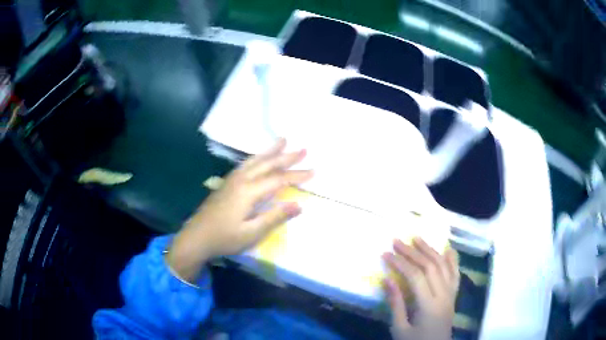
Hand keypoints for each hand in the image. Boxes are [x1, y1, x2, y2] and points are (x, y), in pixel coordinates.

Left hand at [166, 139, 312, 281]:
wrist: (196, 237)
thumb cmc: (224, 238)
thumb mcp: (252, 233)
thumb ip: (275, 217)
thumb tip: (299, 205)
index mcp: (248, 191)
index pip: (278, 179)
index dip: (297, 175)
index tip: (314, 171)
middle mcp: (241, 180)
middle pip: (267, 164)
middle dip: (286, 157)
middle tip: (303, 149)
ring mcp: (232, 180)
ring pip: (255, 160)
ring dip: (271, 151)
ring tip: (282, 140)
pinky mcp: (226, 183)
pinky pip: (246, 164)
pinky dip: (257, 157)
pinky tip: (259, 158)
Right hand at [382, 238, 459, 339]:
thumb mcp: (400, 328)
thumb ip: (395, 304)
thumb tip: (387, 279)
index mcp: (428, 306)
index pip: (415, 277)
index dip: (400, 263)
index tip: (386, 254)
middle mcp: (443, 295)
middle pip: (430, 266)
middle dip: (413, 252)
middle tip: (397, 241)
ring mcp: (451, 293)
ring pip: (443, 265)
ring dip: (430, 250)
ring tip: (417, 238)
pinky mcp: (454, 295)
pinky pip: (455, 273)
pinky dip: (452, 259)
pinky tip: (447, 248)